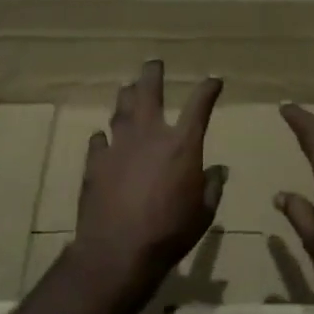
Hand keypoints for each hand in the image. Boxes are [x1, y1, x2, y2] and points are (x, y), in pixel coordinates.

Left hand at [72, 60, 225, 290]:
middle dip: (153, 73)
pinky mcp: (95, 163)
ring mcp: (119, 146)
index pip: (199, 105)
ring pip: (121, 109)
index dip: (208, 89)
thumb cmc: (170, 232)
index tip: (214, 81)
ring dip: (127, 96)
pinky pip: (99, 141)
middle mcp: (150, 135)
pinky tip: (103, 138)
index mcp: (182, 145)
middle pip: (149, 92)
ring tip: (128, 89)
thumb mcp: (204, 213)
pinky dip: (104, 137)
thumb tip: (218, 171)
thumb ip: (212, 187)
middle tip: (154, 63)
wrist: (118, 250)